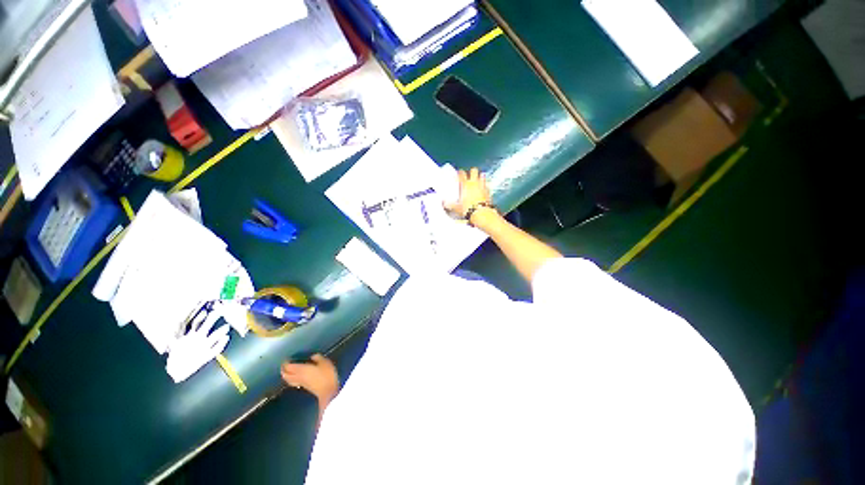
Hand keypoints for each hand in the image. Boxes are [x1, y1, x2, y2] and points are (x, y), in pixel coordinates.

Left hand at [281, 354, 338, 404]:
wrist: (328, 391)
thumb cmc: (326, 375)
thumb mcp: (324, 363)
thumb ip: (318, 358)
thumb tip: (313, 356)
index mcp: (302, 369)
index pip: (289, 367)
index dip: (286, 363)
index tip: (286, 359)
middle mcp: (298, 377)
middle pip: (286, 375)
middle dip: (283, 370)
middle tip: (284, 366)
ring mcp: (301, 383)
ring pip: (289, 380)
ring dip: (286, 376)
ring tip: (287, 372)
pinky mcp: (304, 387)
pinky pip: (294, 382)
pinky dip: (291, 379)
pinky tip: (295, 377)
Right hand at [446, 168, 491, 218]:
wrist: (481, 213)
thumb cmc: (468, 209)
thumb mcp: (456, 208)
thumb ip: (450, 205)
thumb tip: (444, 204)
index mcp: (465, 185)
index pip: (461, 174)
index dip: (460, 172)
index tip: (459, 173)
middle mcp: (474, 183)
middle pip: (474, 170)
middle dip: (471, 172)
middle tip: (469, 176)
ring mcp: (482, 186)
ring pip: (482, 175)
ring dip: (480, 177)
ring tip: (477, 180)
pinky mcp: (488, 191)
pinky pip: (487, 185)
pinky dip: (485, 186)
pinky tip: (483, 189)